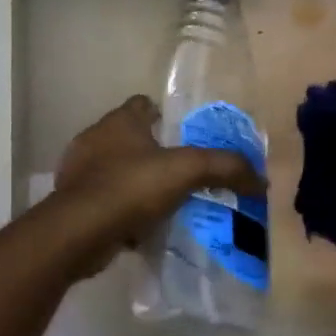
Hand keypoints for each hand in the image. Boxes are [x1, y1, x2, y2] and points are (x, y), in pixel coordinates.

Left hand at [50, 95, 266, 277]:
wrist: (78, 231)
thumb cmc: (130, 187)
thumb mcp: (186, 171)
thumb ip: (224, 168)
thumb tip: (261, 180)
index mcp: (120, 120)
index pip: (143, 104)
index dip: (164, 115)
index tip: (184, 135)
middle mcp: (96, 138)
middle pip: (129, 137)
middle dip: (152, 152)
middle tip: (181, 172)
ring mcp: (79, 170)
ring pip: (116, 169)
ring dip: (136, 182)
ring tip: (164, 201)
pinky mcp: (73, 201)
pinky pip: (105, 199)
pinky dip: (122, 209)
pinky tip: (140, 226)